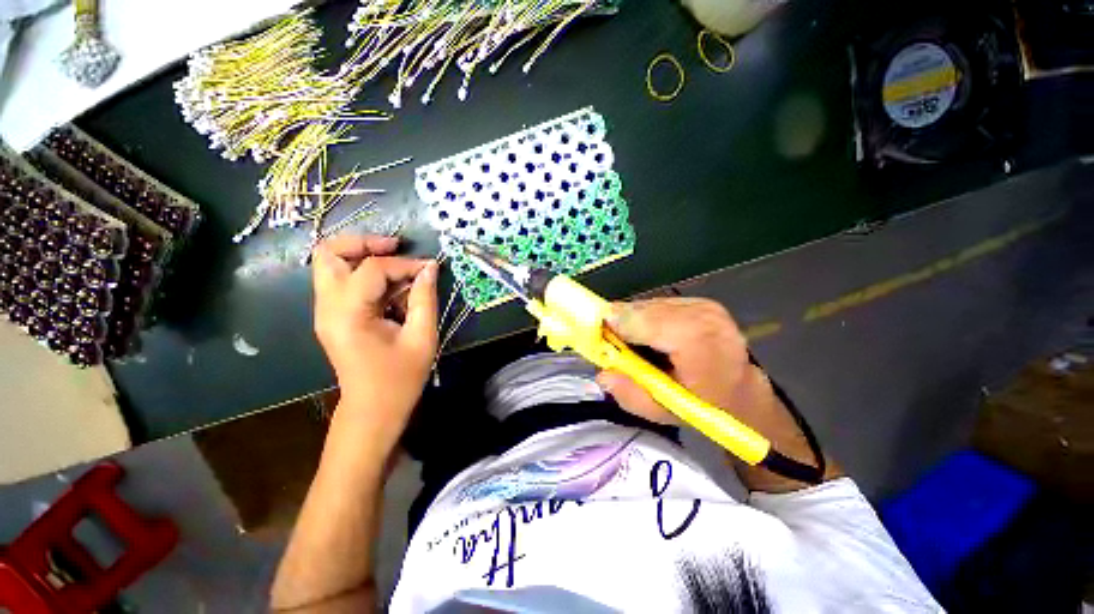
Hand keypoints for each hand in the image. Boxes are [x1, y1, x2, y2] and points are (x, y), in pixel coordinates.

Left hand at [311, 235, 437, 453]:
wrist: (373, 410)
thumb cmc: (400, 378)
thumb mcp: (422, 337)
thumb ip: (425, 298)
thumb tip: (430, 267)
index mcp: (348, 314)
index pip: (372, 268)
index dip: (405, 264)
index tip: (430, 268)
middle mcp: (327, 307)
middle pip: (328, 252)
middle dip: (363, 243)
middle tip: (396, 247)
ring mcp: (325, 311)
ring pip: (331, 263)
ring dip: (364, 257)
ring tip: (398, 267)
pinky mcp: (332, 316)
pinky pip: (343, 281)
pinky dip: (367, 275)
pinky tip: (392, 288)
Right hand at [597, 298, 834, 490]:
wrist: (743, 393)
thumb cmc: (707, 408)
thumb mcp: (665, 412)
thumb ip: (631, 395)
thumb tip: (602, 373)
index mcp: (698, 340)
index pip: (643, 320)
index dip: (616, 326)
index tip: (597, 337)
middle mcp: (702, 314)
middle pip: (642, 309)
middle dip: (622, 324)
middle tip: (612, 345)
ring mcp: (703, 304)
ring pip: (648, 304)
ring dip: (633, 321)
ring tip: (634, 343)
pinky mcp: (700, 301)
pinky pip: (659, 304)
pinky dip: (647, 317)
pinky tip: (652, 336)